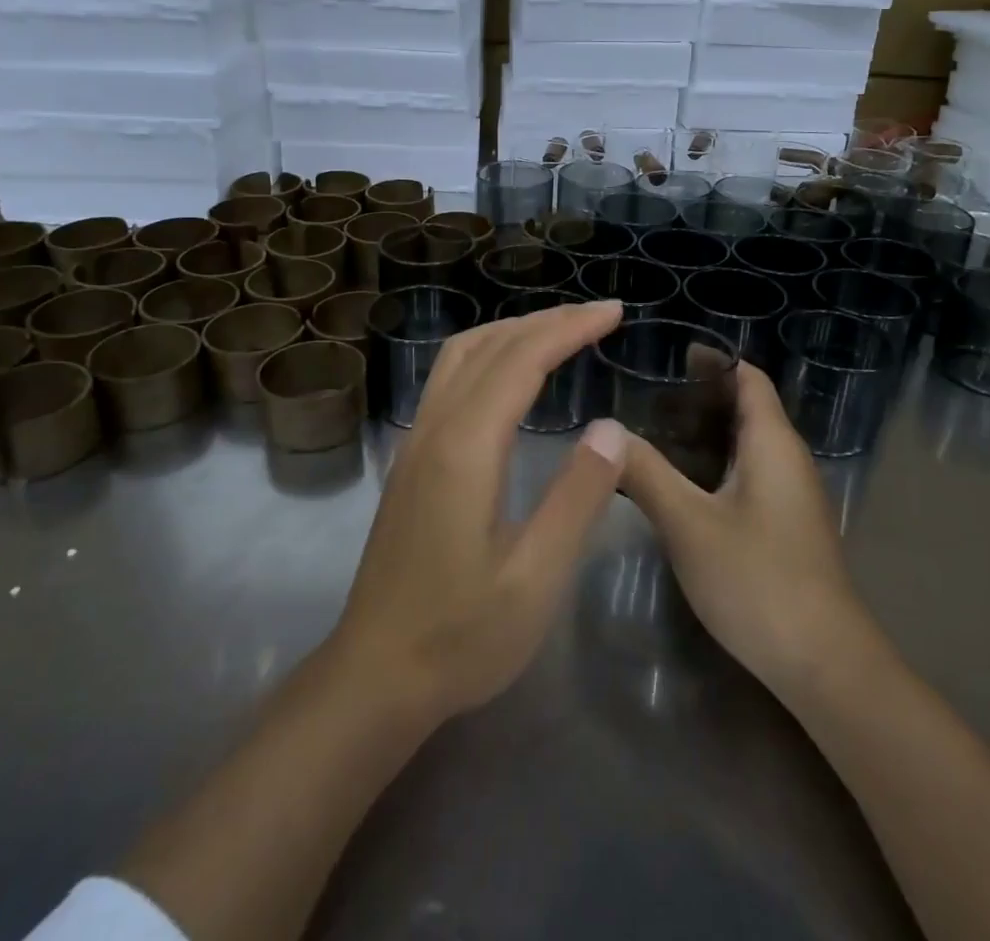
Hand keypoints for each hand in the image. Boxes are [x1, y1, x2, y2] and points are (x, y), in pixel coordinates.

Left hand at [327, 299, 628, 724]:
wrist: (375, 675)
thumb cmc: (461, 636)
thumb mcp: (535, 578)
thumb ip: (578, 498)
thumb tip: (612, 427)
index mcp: (466, 448)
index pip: (522, 360)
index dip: (569, 328)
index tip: (613, 313)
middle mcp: (435, 429)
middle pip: (490, 345)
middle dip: (547, 320)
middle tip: (599, 315)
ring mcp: (415, 441)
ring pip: (461, 355)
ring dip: (512, 330)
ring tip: (560, 330)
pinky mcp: (410, 459)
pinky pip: (449, 378)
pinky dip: (489, 353)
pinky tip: (509, 373)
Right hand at [618, 361, 875, 698]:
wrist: (823, 664)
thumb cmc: (757, 580)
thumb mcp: (688, 524)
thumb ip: (646, 472)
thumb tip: (604, 430)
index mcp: (772, 443)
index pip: (749, 378)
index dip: (714, 361)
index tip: (670, 354)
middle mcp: (788, 459)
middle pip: (747, 408)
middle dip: (701, 395)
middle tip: (647, 394)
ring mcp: (791, 495)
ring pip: (746, 444)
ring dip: (706, 432)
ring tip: (653, 431)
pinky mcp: (786, 526)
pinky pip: (749, 473)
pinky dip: (716, 464)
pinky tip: (681, 484)